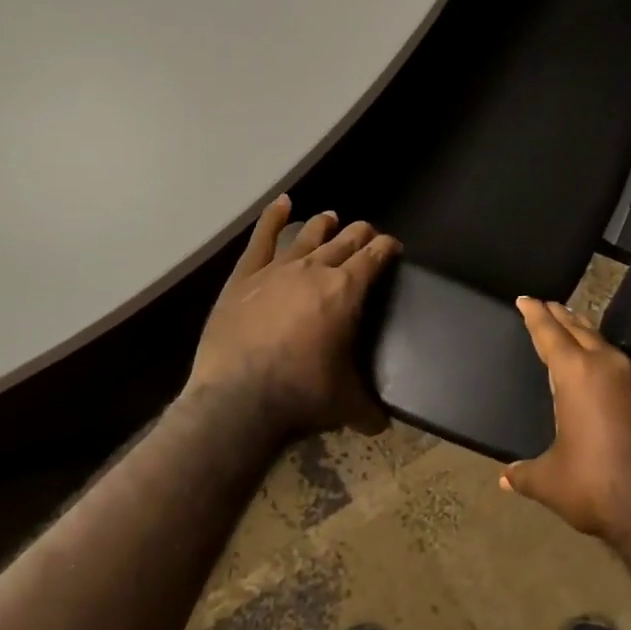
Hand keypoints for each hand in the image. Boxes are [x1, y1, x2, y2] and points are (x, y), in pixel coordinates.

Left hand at [188, 196, 400, 437]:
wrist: (238, 400)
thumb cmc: (301, 395)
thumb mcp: (346, 404)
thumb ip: (368, 409)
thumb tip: (383, 425)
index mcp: (346, 290)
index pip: (375, 256)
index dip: (387, 247)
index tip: (392, 247)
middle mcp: (315, 269)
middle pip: (346, 240)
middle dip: (361, 234)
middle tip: (367, 236)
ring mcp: (277, 269)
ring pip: (307, 235)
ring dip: (324, 225)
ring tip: (332, 217)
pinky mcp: (244, 277)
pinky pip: (261, 239)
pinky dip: (273, 218)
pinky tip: (282, 204)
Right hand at [501, 299, 630, 545]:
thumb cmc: (595, 486)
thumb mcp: (550, 481)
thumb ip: (524, 474)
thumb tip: (505, 479)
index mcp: (576, 374)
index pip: (550, 333)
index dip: (535, 314)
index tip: (526, 299)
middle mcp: (606, 366)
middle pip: (579, 329)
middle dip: (560, 316)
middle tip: (546, 306)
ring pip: (603, 343)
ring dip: (585, 333)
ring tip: (572, 328)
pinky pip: (620, 363)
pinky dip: (604, 356)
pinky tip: (602, 369)